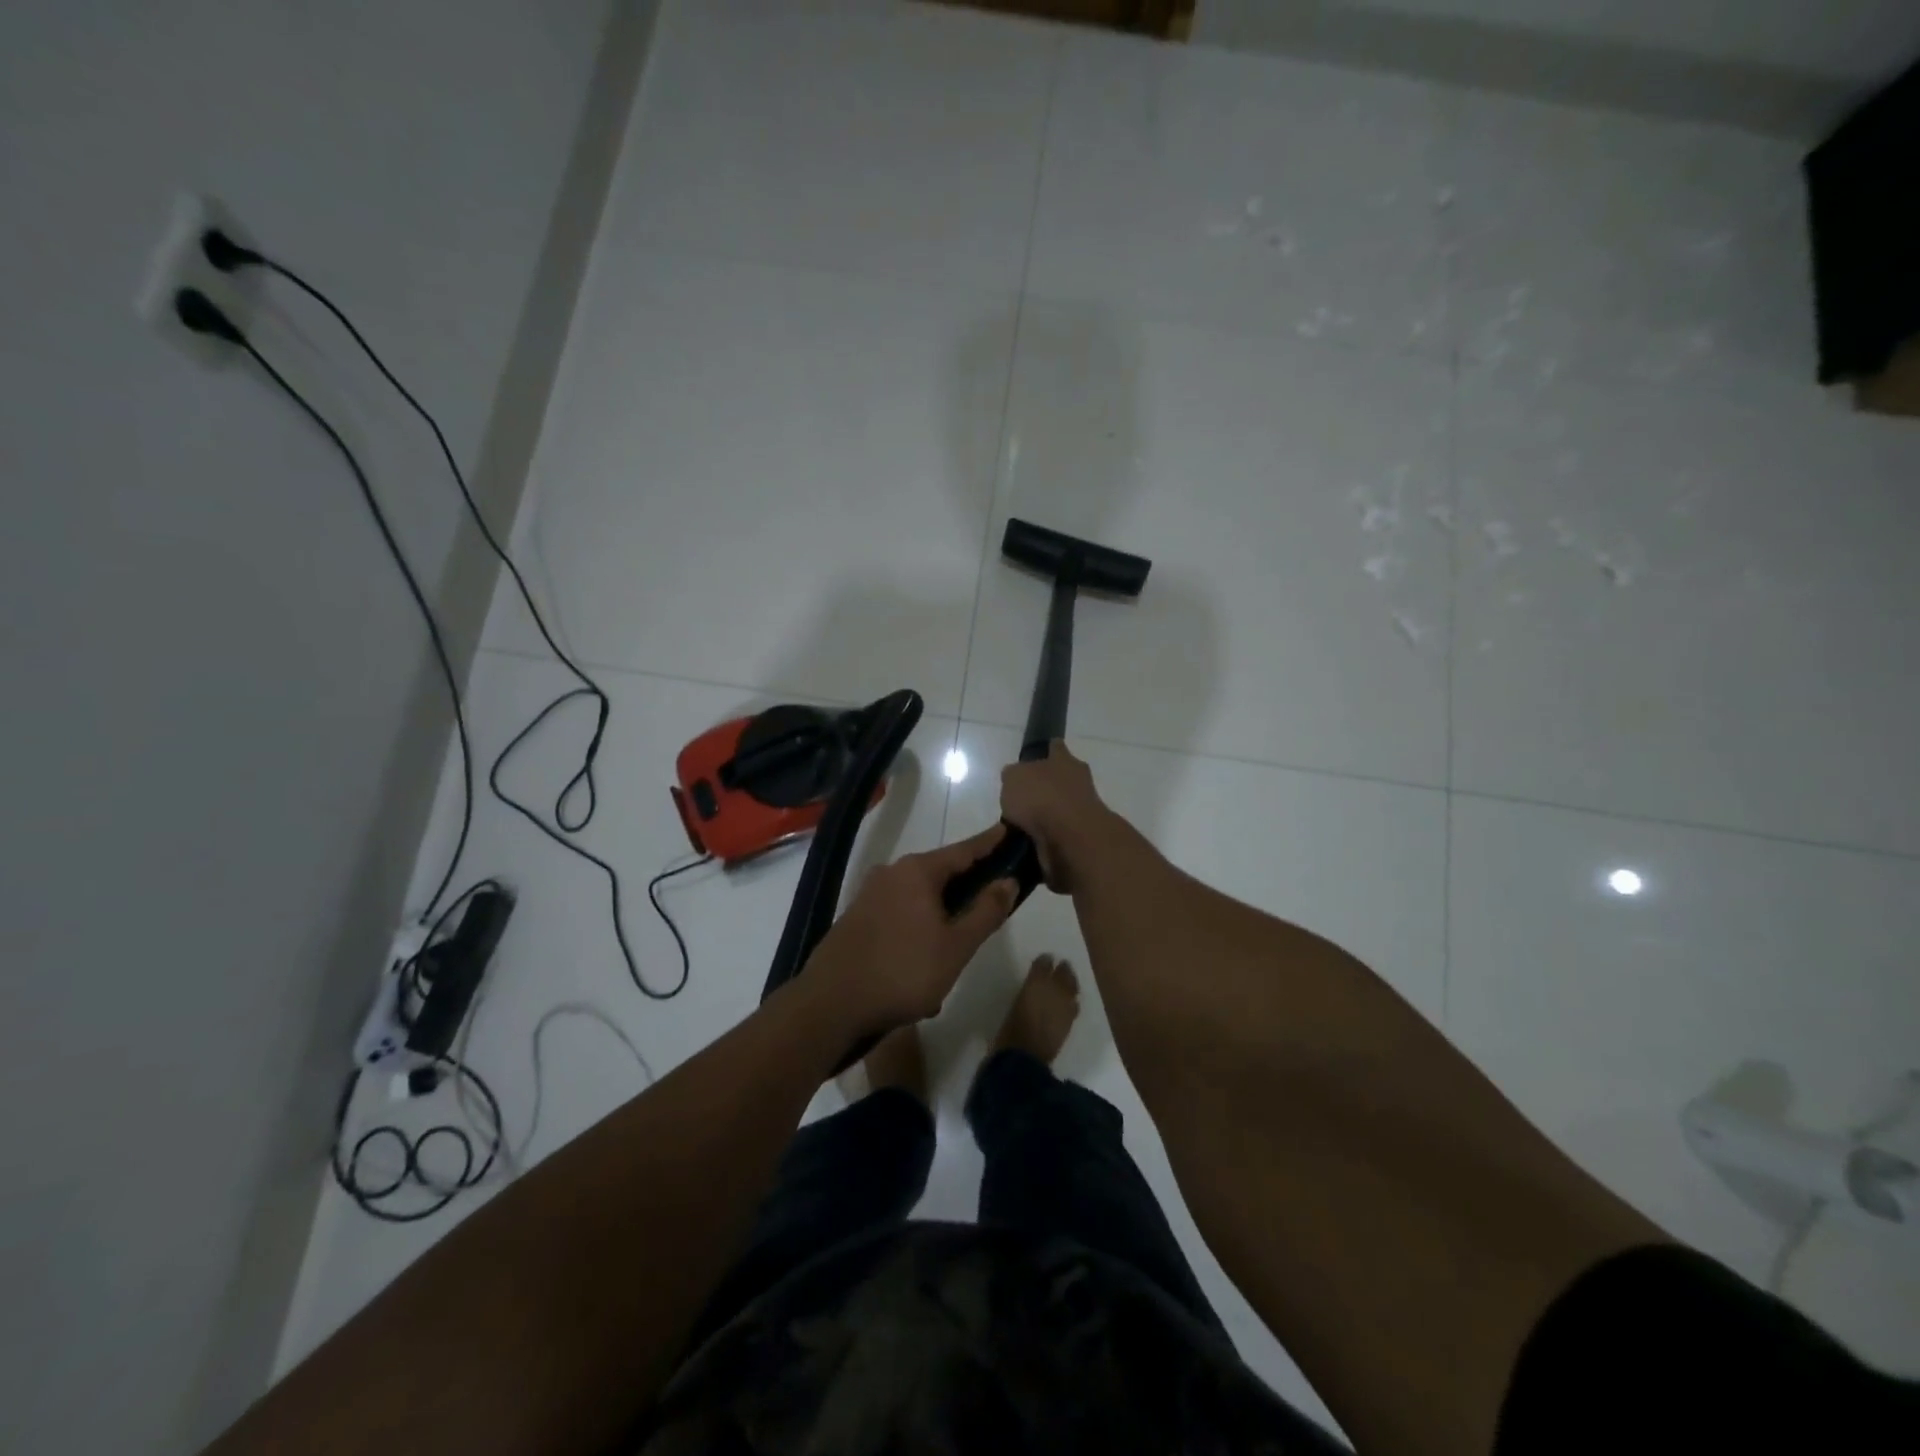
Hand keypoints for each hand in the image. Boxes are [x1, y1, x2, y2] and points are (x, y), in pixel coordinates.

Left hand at [805, 826, 1020, 1035]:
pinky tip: (925, 962)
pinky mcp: (857, 917)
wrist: (830, 1004)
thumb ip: (986, 911)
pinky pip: (900, 914)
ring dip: (942, 915)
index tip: (1009, 831)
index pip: (964, 850)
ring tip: (960, 943)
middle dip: (967, 885)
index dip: (990, 843)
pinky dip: (919, 928)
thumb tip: (1008, 880)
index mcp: (917, 871)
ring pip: (919, 897)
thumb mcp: (956, 946)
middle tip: (993, 899)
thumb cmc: (903, 972)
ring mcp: (870, 894)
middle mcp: (891, 872)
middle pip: (940, 872)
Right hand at [1000, 741, 1113, 892]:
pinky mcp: (1080, 838)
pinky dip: (1044, 839)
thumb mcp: (1013, 778)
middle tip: (1019, 800)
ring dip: (1043, 817)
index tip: (1034, 757)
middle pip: (1059, 780)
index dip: (1045, 751)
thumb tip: (1015, 780)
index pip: (1055, 747)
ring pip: (1058, 809)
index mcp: (1064, 760)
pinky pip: (1057, 835)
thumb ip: (1013, 776)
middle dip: (1043, 788)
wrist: (1071, 839)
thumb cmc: (1041, 798)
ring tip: (1017, 827)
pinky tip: (1026, 844)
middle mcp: (1077, 782)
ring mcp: (1082, 811)